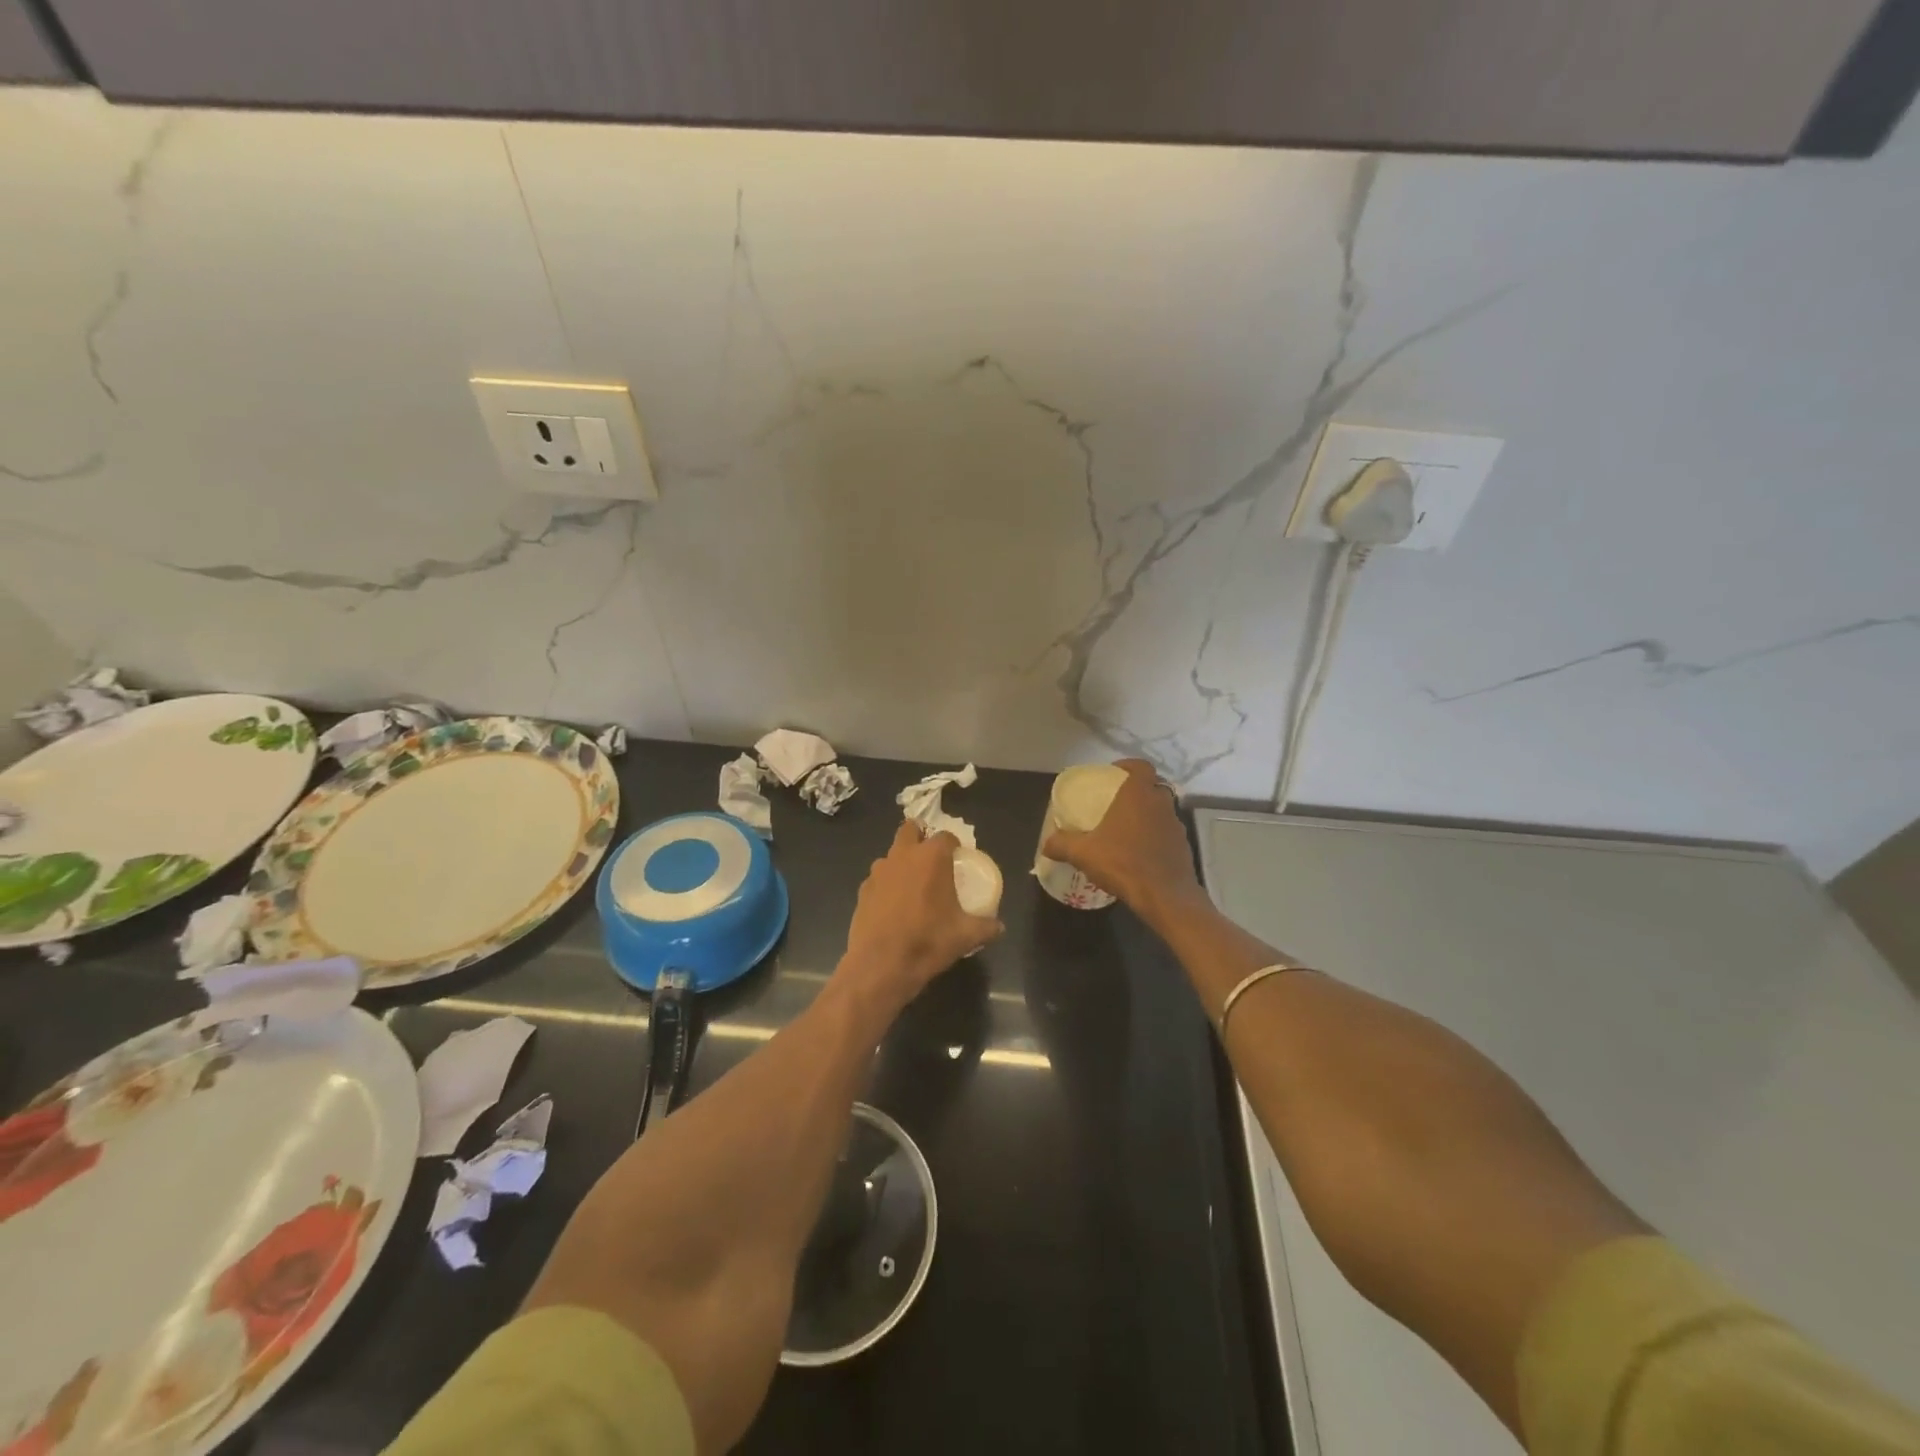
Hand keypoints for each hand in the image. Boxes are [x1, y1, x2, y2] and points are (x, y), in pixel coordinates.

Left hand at [841, 820, 1003, 1005]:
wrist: (881, 965)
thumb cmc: (928, 941)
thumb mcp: (966, 936)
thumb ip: (986, 927)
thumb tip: (999, 927)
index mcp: (931, 857)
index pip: (946, 836)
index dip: (953, 845)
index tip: (958, 859)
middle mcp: (903, 855)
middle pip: (910, 829)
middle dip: (920, 837)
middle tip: (931, 860)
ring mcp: (879, 871)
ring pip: (891, 854)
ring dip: (902, 862)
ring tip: (912, 886)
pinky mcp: (863, 889)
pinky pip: (878, 879)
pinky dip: (887, 885)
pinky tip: (894, 907)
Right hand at [1042, 759, 1201, 917]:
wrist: (1166, 897)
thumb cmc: (1124, 864)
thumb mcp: (1084, 854)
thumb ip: (1062, 845)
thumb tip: (1046, 844)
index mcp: (1138, 795)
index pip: (1140, 766)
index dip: (1128, 766)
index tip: (1113, 774)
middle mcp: (1161, 804)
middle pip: (1153, 786)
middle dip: (1137, 791)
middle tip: (1117, 802)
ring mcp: (1176, 825)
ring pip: (1161, 810)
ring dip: (1147, 814)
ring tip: (1126, 830)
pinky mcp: (1183, 847)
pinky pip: (1167, 833)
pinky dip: (1155, 836)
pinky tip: (1140, 853)